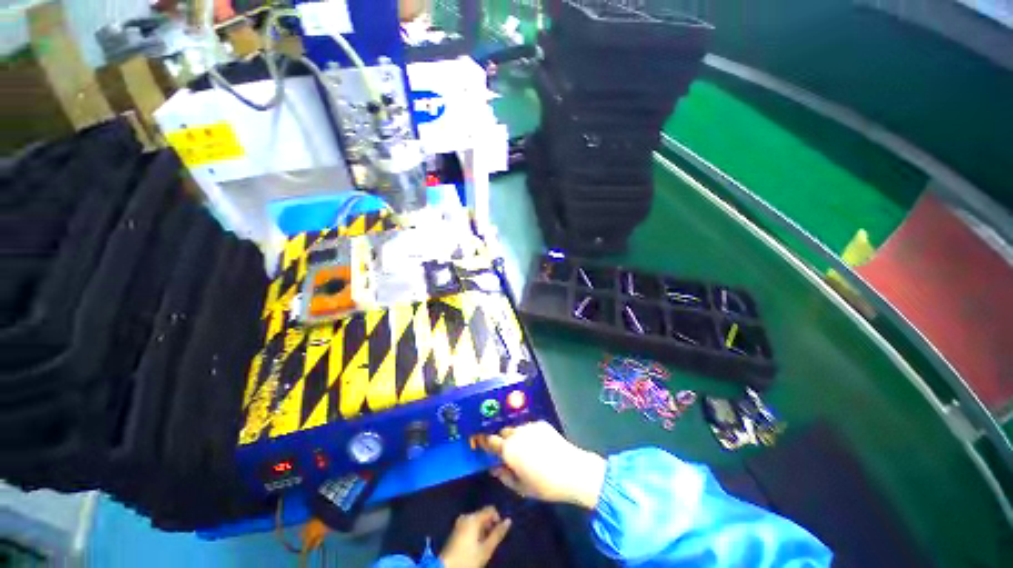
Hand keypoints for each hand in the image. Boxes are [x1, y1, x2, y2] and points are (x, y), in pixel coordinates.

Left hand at [439, 506, 511, 567]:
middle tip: (491, 541)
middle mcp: (466, 515)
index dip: (497, 518)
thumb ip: (498, 534)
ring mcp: (459, 522)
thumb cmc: (468, 559)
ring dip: (482, 529)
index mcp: (473, 518)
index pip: (490, 509)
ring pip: (476, 519)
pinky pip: (470, 524)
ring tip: (483, 544)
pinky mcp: (455, 529)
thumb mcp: (486, 549)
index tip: (498, 533)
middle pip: (483, 514)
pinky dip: (475, 531)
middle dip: (489, 525)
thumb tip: (509, 520)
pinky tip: (475, 544)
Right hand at [478, 421, 605, 509]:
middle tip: (507, 452)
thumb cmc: (544, 485)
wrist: (572, 470)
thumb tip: (494, 468)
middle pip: (503, 433)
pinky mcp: (541, 423)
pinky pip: (529, 427)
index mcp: (508, 450)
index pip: (490, 441)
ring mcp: (529, 426)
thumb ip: (504, 476)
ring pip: (516, 429)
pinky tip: (537, 445)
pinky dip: (528, 434)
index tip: (479, 441)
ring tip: (524, 449)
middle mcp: (516, 434)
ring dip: (515, 436)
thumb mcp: (521, 487)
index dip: (484, 441)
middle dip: (502, 440)